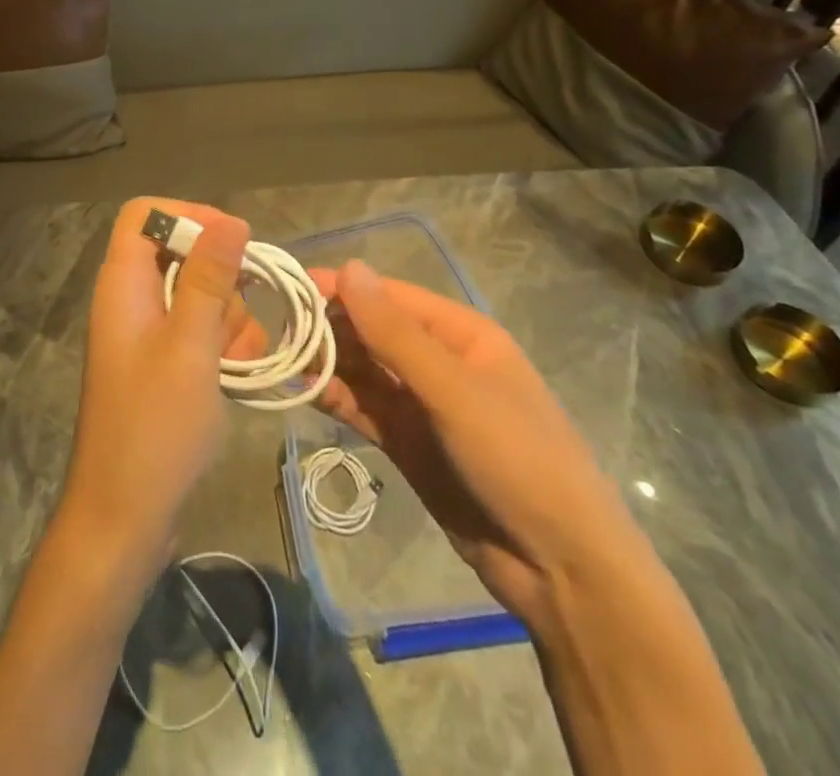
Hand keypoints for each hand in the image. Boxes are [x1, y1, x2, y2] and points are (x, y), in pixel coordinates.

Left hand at [58, 199, 266, 574]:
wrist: (124, 519)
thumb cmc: (154, 427)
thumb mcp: (190, 345)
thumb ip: (208, 278)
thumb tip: (230, 219)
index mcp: (122, 284)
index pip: (144, 214)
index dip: (187, 216)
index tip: (232, 242)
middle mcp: (130, 300)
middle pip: (179, 254)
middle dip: (220, 280)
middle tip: (240, 317)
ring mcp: (146, 334)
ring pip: (198, 295)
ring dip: (229, 318)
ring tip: (239, 360)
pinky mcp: (162, 364)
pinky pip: (199, 331)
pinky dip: (223, 345)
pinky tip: (239, 376)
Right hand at [310, 261, 653, 626]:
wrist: (560, 570)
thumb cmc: (517, 459)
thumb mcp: (454, 391)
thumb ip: (395, 334)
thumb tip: (349, 268)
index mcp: (461, 335)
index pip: (391, 298)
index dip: (344, 289)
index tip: (293, 288)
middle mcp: (439, 362)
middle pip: (373, 332)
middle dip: (329, 328)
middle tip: (278, 331)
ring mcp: (423, 405)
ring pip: (364, 371)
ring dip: (327, 363)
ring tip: (282, 359)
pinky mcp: (409, 443)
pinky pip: (365, 409)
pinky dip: (337, 398)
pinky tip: (305, 391)